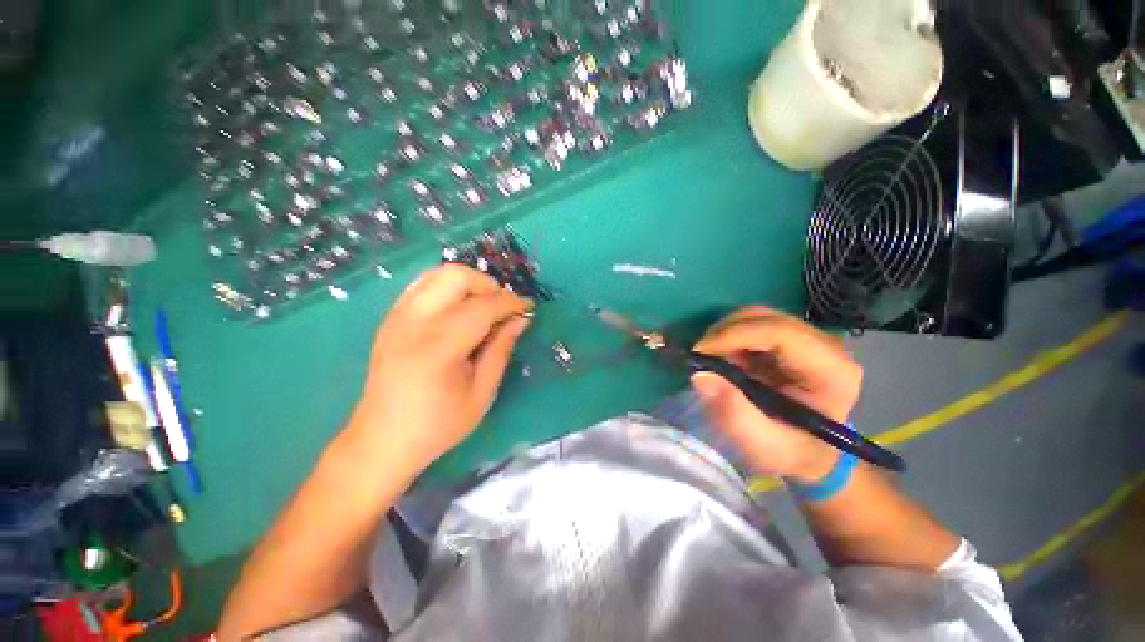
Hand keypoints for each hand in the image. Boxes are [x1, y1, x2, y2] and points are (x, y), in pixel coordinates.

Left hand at [342, 264, 532, 473]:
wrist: (382, 440)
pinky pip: (423, 285)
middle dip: (489, 286)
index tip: (529, 308)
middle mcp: (412, 323)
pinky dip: (448, 288)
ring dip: (469, 284)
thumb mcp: (481, 394)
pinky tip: (459, 310)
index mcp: (437, 348)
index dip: (510, 303)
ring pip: (438, 273)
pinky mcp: (390, 318)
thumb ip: (501, 350)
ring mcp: (396, 317)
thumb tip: (520, 320)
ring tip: (484, 307)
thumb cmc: (437, 425)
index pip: (481, 307)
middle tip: (503, 309)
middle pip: (456, 276)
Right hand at [691, 306, 861, 481]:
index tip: (700, 352)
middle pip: (766, 318)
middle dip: (725, 332)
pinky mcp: (790, 340)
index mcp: (831, 371)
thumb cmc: (791, 453)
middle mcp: (825, 346)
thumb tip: (700, 375)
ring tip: (711, 360)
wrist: (809, 453)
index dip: (735, 335)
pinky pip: (752, 325)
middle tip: (699, 356)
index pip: (781, 332)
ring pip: (756, 317)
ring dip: (725, 335)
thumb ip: (734, 414)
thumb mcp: (762, 445)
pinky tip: (723, 359)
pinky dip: (729, 338)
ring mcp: (808, 339)